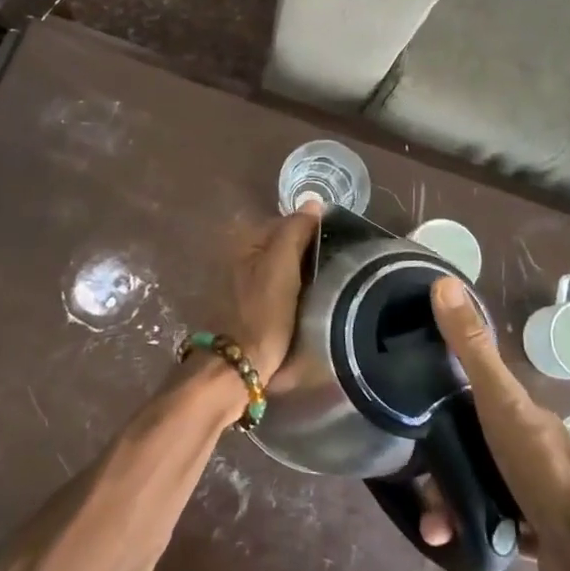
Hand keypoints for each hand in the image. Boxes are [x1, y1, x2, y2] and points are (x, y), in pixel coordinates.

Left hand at [219, 201, 322, 381]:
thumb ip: (295, 231)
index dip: (311, 232)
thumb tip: (313, 201)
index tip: (335, 248)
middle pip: (281, 245)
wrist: (234, 369)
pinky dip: (287, 293)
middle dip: (303, 253)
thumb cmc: (261, 314)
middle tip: (331, 270)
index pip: (286, 222)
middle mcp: (235, 254)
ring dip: (297, 275)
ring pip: (277, 268)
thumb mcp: (281, 267)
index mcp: (243, 239)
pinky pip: (272, 289)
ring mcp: (236, 282)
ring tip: (321, 288)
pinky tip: (301, 305)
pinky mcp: (242, 307)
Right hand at [425, 277, 569, 570]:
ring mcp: (531, 493)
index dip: (439, 400)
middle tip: (417, 482)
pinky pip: (489, 528)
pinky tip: (451, 540)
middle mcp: (526, 448)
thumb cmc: (542, 467)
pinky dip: (467, 532)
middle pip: (470, 446)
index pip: (471, 396)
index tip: (408, 410)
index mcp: (519, 413)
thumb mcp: (501, 401)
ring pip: (476, 489)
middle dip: (439, 465)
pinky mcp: (532, 536)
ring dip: (448, 505)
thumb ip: (472, 348)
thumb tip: (443, 282)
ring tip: (432, 523)